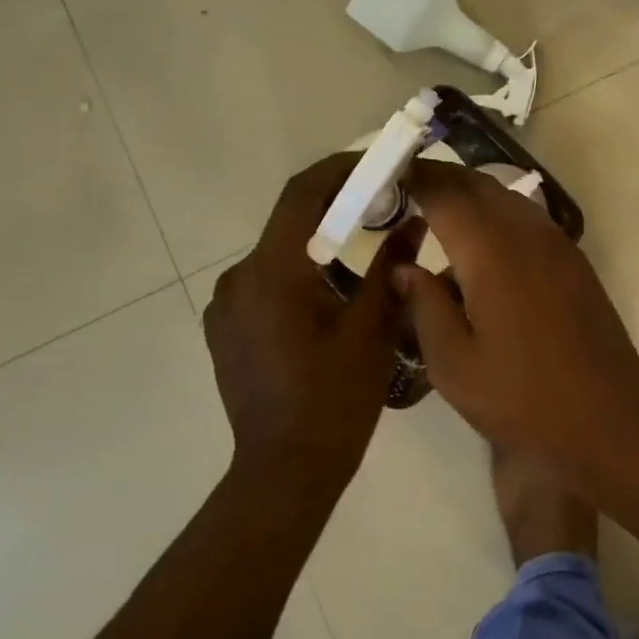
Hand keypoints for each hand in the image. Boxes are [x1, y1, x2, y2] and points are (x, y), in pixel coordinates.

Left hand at [203, 155, 421, 486]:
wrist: (284, 473)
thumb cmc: (333, 401)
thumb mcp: (371, 330)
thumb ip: (390, 268)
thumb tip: (413, 222)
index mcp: (272, 272)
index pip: (302, 194)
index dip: (340, 170)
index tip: (377, 164)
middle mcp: (238, 279)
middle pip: (290, 223)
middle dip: (337, 211)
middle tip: (383, 211)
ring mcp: (225, 306)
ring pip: (279, 255)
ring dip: (319, 247)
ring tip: (363, 264)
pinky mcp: (225, 330)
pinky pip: (265, 284)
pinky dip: (299, 275)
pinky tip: (329, 302)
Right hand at [393, 161, 638, 461]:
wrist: (608, 420)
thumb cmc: (522, 398)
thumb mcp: (454, 365)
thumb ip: (425, 306)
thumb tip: (404, 267)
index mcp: (491, 252)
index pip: (445, 193)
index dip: (414, 178)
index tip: (386, 174)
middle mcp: (525, 232)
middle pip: (478, 184)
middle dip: (441, 178)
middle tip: (406, 187)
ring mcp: (556, 243)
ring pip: (505, 197)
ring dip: (470, 194)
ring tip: (438, 214)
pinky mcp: (573, 260)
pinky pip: (527, 218)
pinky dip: (497, 214)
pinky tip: (482, 249)